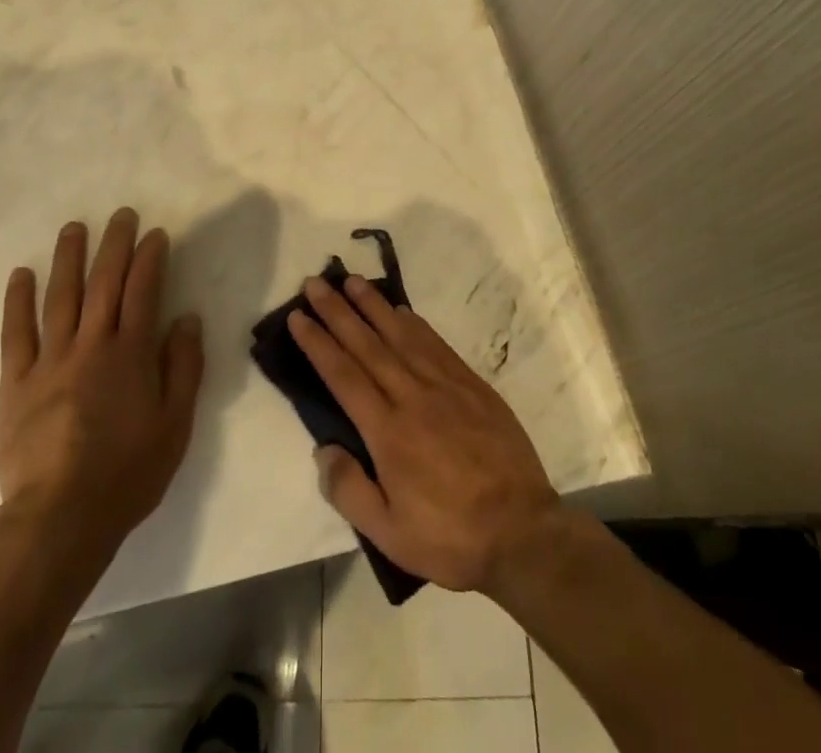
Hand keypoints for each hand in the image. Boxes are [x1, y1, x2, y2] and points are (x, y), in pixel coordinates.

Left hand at [0, 208, 204, 557]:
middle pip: (104, 283)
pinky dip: (18, 301)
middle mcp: (92, 344)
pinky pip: (17, 333)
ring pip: (61, 297)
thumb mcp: (175, 425)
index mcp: (131, 353)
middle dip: (115, 244)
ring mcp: (51, 360)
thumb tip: (187, 319)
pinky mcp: (17, 382)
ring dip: (69, 258)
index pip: (144, 291)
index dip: (150, 258)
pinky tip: (21, 274)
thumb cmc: (127, 473)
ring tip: (74, 227)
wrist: (59, 519)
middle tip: (121, 215)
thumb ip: (183, 367)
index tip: (155, 233)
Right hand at [288, 274, 560, 593]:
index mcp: (387, 432)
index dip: (318, 343)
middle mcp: (412, 397)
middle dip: (338, 312)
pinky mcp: (471, 384)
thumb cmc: (450, 537)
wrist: (522, 531)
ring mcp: (445, 385)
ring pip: (401, 335)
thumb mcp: (389, 534)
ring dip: (374, 306)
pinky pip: (435, 343)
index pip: (343, 375)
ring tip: (353, 282)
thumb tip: (323, 449)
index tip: (298, 317)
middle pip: (367, 344)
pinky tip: (401, 309)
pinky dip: (414, 322)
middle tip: (316, 283)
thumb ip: (349, 491)